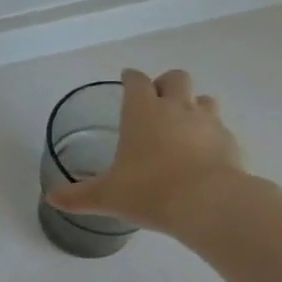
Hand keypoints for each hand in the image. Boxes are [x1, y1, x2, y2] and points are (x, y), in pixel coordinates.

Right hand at [43, 68, 244, 235]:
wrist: (209, 204)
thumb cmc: (149, 190)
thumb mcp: (107, 195)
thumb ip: (79, 196)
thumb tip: (51, 199)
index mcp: (142, 111)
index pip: (136, 80)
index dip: (130, 78)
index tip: (126, 80)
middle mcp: (176, 108)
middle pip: (175, 78)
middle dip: (165, 84)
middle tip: (156, 102)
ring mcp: (208, 122)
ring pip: (204, 99)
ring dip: (193, 105)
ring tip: (183, 126)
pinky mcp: (230, 142)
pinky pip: (220, 128)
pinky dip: (211, 135)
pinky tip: (204, 154)